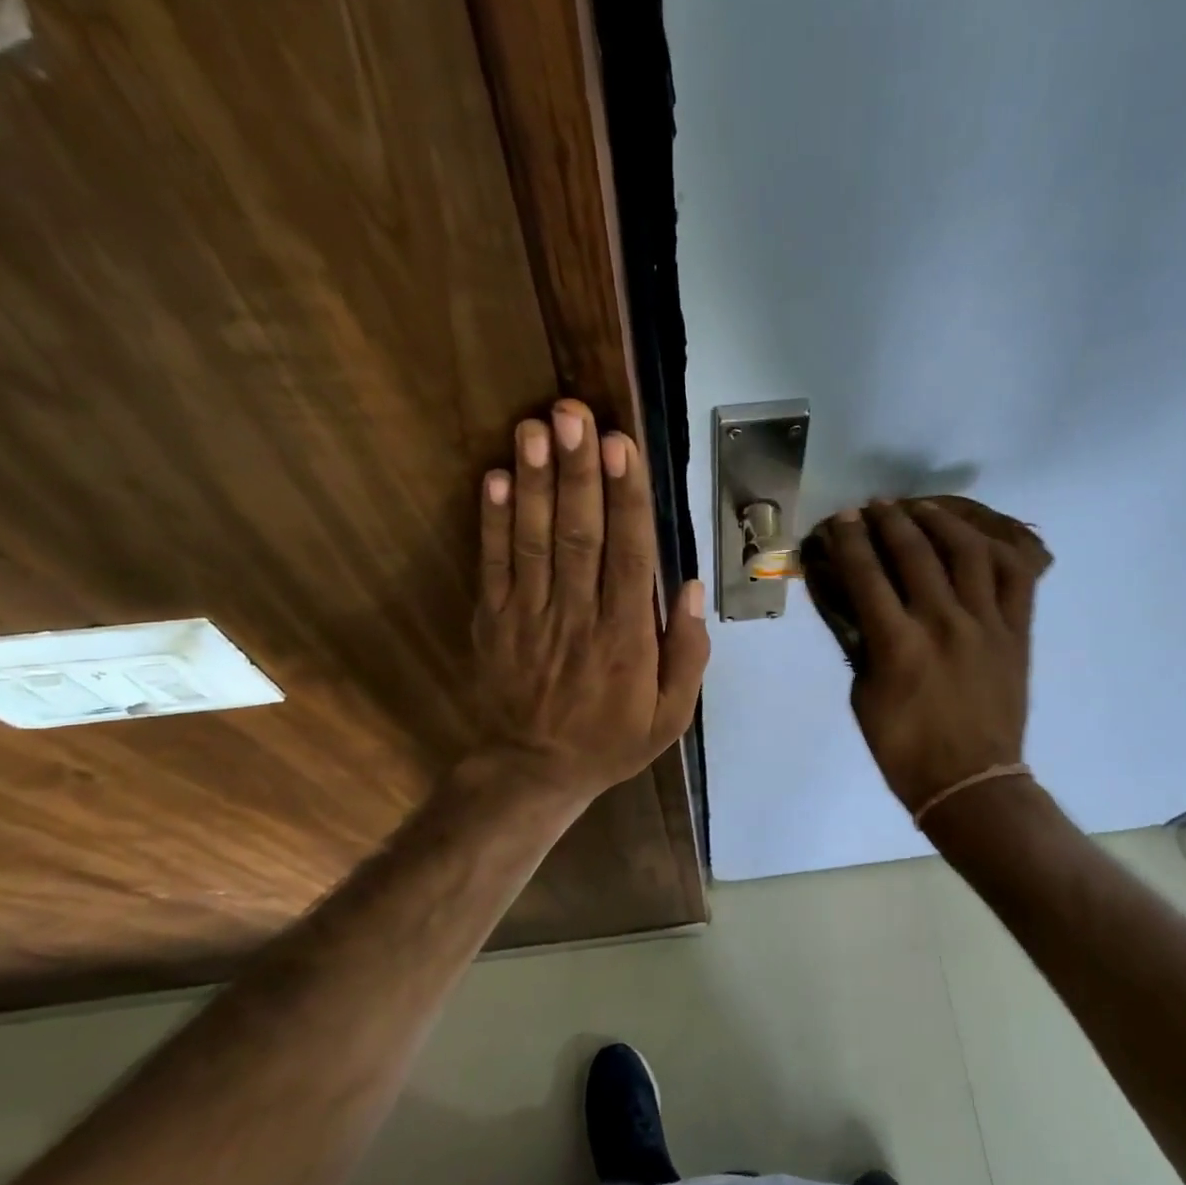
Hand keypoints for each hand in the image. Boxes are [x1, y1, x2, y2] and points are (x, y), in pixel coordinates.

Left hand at [470, 398, 708, 803]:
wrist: (534, 771)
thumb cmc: (611, 740)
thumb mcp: (671, 716)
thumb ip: (687, 654)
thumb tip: (692, 588)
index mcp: (626, 639)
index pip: (629, 556)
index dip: (626, 499)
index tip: (623, 447)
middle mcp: (578, 617)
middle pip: (580, 535)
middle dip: (578, 471)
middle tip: (573, 414)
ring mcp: (529, 617)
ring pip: (534, 541)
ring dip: (536, 482)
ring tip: (535, 427)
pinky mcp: (494, 620)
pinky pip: (493, 565)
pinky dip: (493, 521)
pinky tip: (498, 477)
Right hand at [814, 500, 1042, 815]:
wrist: (971, 783)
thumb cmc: (905, 750)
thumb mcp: (864, 698)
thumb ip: (863, 648)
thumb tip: (862, 610)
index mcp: (897, 644)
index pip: (867, 574)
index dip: (850, 541)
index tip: (842, 520)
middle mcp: (942, 622)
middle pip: (915, 552)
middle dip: (889, 520)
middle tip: (875, 506)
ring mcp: (986, 624)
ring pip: (968, 551)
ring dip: (941, 522)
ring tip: (922, 509)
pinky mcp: (1016, 632)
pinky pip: (1015, 576)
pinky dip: (997, 548)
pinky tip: (977, 537)